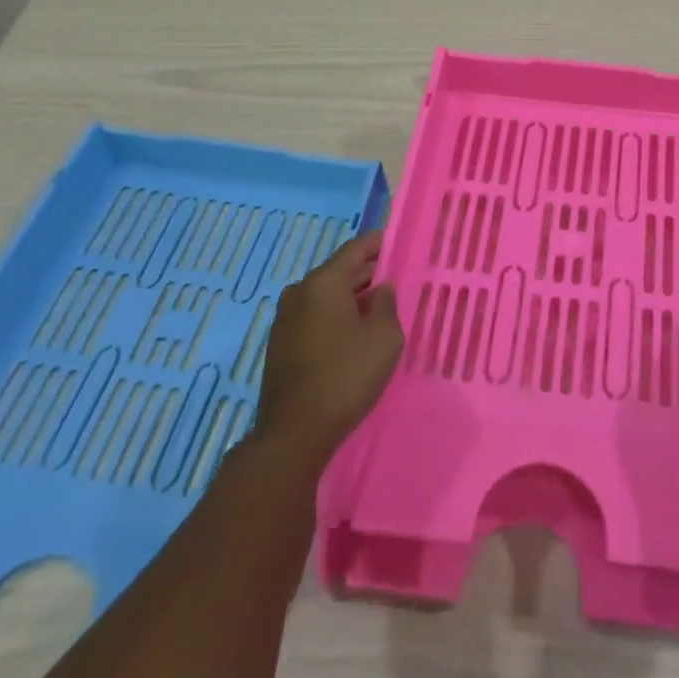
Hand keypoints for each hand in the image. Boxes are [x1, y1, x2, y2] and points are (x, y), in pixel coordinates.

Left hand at [253, 230, 402, 467]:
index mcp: (323, 281)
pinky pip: (314, 318)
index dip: (380, 243)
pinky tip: (353, 336)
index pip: (356, 248)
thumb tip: (380, 289)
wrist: (295, 434)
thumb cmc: (346, 375)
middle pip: (339, 271)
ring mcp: (284, 319)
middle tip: (395, 281)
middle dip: (368, 274)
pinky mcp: (279, 345)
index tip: (399, 245)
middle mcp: (299, 292)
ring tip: (378, 311)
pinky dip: (335, 318)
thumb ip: (386, 303)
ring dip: (351, 299)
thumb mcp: (384, 336)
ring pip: (326, 297)